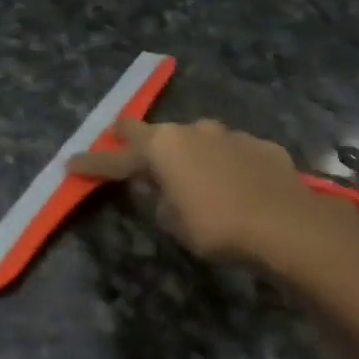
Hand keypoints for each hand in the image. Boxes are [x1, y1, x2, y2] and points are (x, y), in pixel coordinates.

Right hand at [68, 118, 358, 281]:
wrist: (289, 225)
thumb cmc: (218, 227)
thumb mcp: (174, 221)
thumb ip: (159, 199)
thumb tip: (159, 186)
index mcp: (161, 148)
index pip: (114, 159)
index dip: (91, 163)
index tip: (69, 164)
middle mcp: (191, 132)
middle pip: (149, 130)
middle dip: (130, 136)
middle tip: (117, 137)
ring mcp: (228, 134)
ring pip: (194, 138)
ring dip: (183, 151)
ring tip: (184, 169)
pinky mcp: (259, 145)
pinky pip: (228, 150)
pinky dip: (220, 162)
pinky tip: (230, 180)